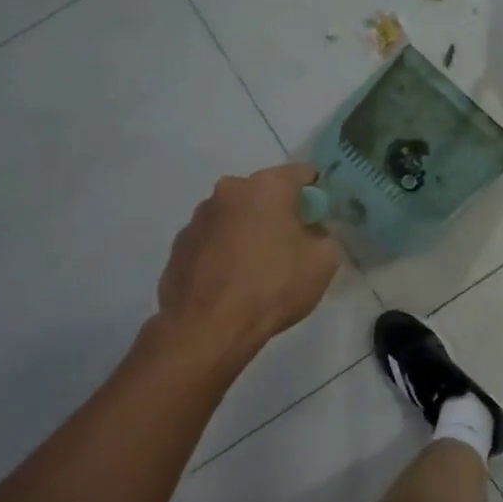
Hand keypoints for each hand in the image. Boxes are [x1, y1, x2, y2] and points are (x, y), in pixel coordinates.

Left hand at [152, 163, 339, 354]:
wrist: (208, 329)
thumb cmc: (272, 287)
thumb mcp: (323, 262)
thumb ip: (323, 236)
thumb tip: (311, 233)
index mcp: (267, 186)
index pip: (302, 173)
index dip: (317, 193)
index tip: (321, 217)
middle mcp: (229, 191)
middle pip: (265, 193)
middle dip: (280, 212)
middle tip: (291, 245)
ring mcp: (198, 217)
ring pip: (236, 216)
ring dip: (249, 230)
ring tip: (257, 268)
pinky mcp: (179, 244)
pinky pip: (213, 239)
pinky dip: (225, 251)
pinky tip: (232, 281)